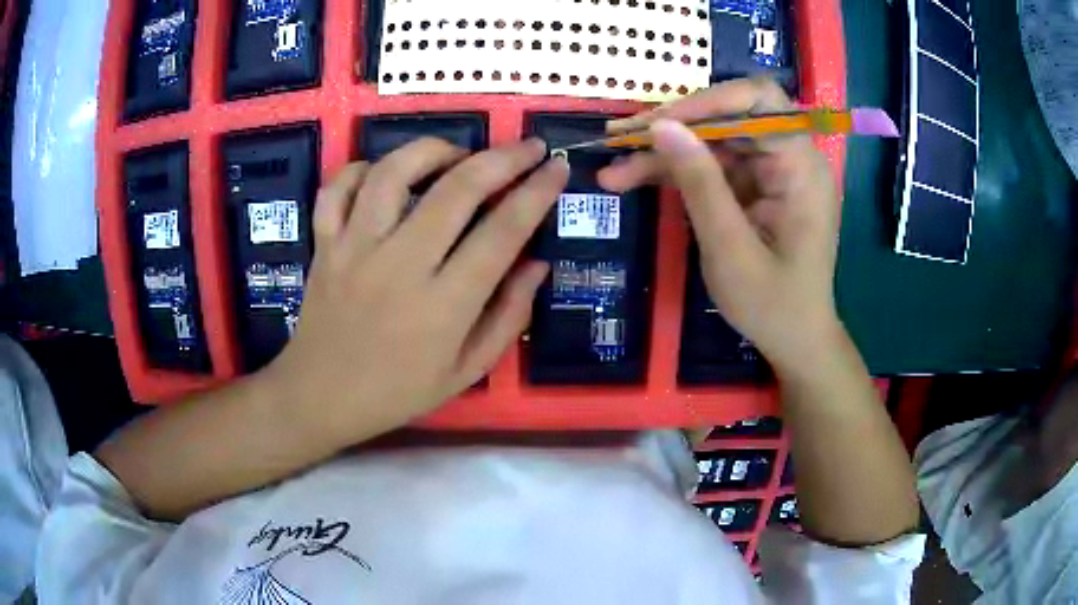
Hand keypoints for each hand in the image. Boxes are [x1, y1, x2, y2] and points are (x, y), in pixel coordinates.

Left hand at [267, 138, 568, 443]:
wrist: (320, 397)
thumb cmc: (397, 392)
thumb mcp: (466, 372)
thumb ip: (508, 317)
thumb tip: (538, 263)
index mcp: (443, 305)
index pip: (502, 232)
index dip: (537, 193)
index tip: (558, 168)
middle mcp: (399, 265)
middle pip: (456, 189)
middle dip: (503, 158)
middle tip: (528, 146)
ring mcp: (355, 248)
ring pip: (394, 172)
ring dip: (434, 150)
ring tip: (457, 154)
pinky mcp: (324, 243)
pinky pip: (339, 187)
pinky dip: (364, 168)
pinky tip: (385, 174)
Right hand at [598, 78, 842, 377]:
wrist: (794, 341)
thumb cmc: (773, 305)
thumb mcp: (730, 250)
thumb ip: (699, 184)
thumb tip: (662, 126)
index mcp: (801, 166)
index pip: (760, 102)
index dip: (708, 100)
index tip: (659, 122)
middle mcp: (788, 157)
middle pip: (729, 117)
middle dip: (674, 128)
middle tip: (619, 141)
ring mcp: (769, 171)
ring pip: (711, 141)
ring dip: (664, 153)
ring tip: (614, 170)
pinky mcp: (752, 187)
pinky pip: (710, 166)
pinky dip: (674, 172)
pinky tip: (633, 179)